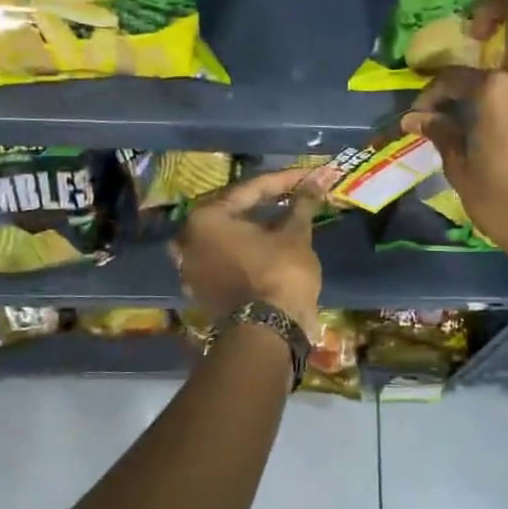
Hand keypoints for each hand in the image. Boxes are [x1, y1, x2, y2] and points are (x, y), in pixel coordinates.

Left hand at [171, 166, 327, 330]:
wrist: (268, 332)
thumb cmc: (279, 274)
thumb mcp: (295, 235)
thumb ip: (302, 203)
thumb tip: (319, 178)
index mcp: (205, 218)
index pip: (250, 190)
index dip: (285, 181)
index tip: (309, 176)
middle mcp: (188, 239)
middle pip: (232, 211)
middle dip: (264, 202)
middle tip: (294, 193)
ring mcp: (191, 268)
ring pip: (226, 237)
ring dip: (252, 226)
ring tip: (280, 218)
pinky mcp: (202, 290)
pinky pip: (224, 260)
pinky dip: (244, 250)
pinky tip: (266, 246)